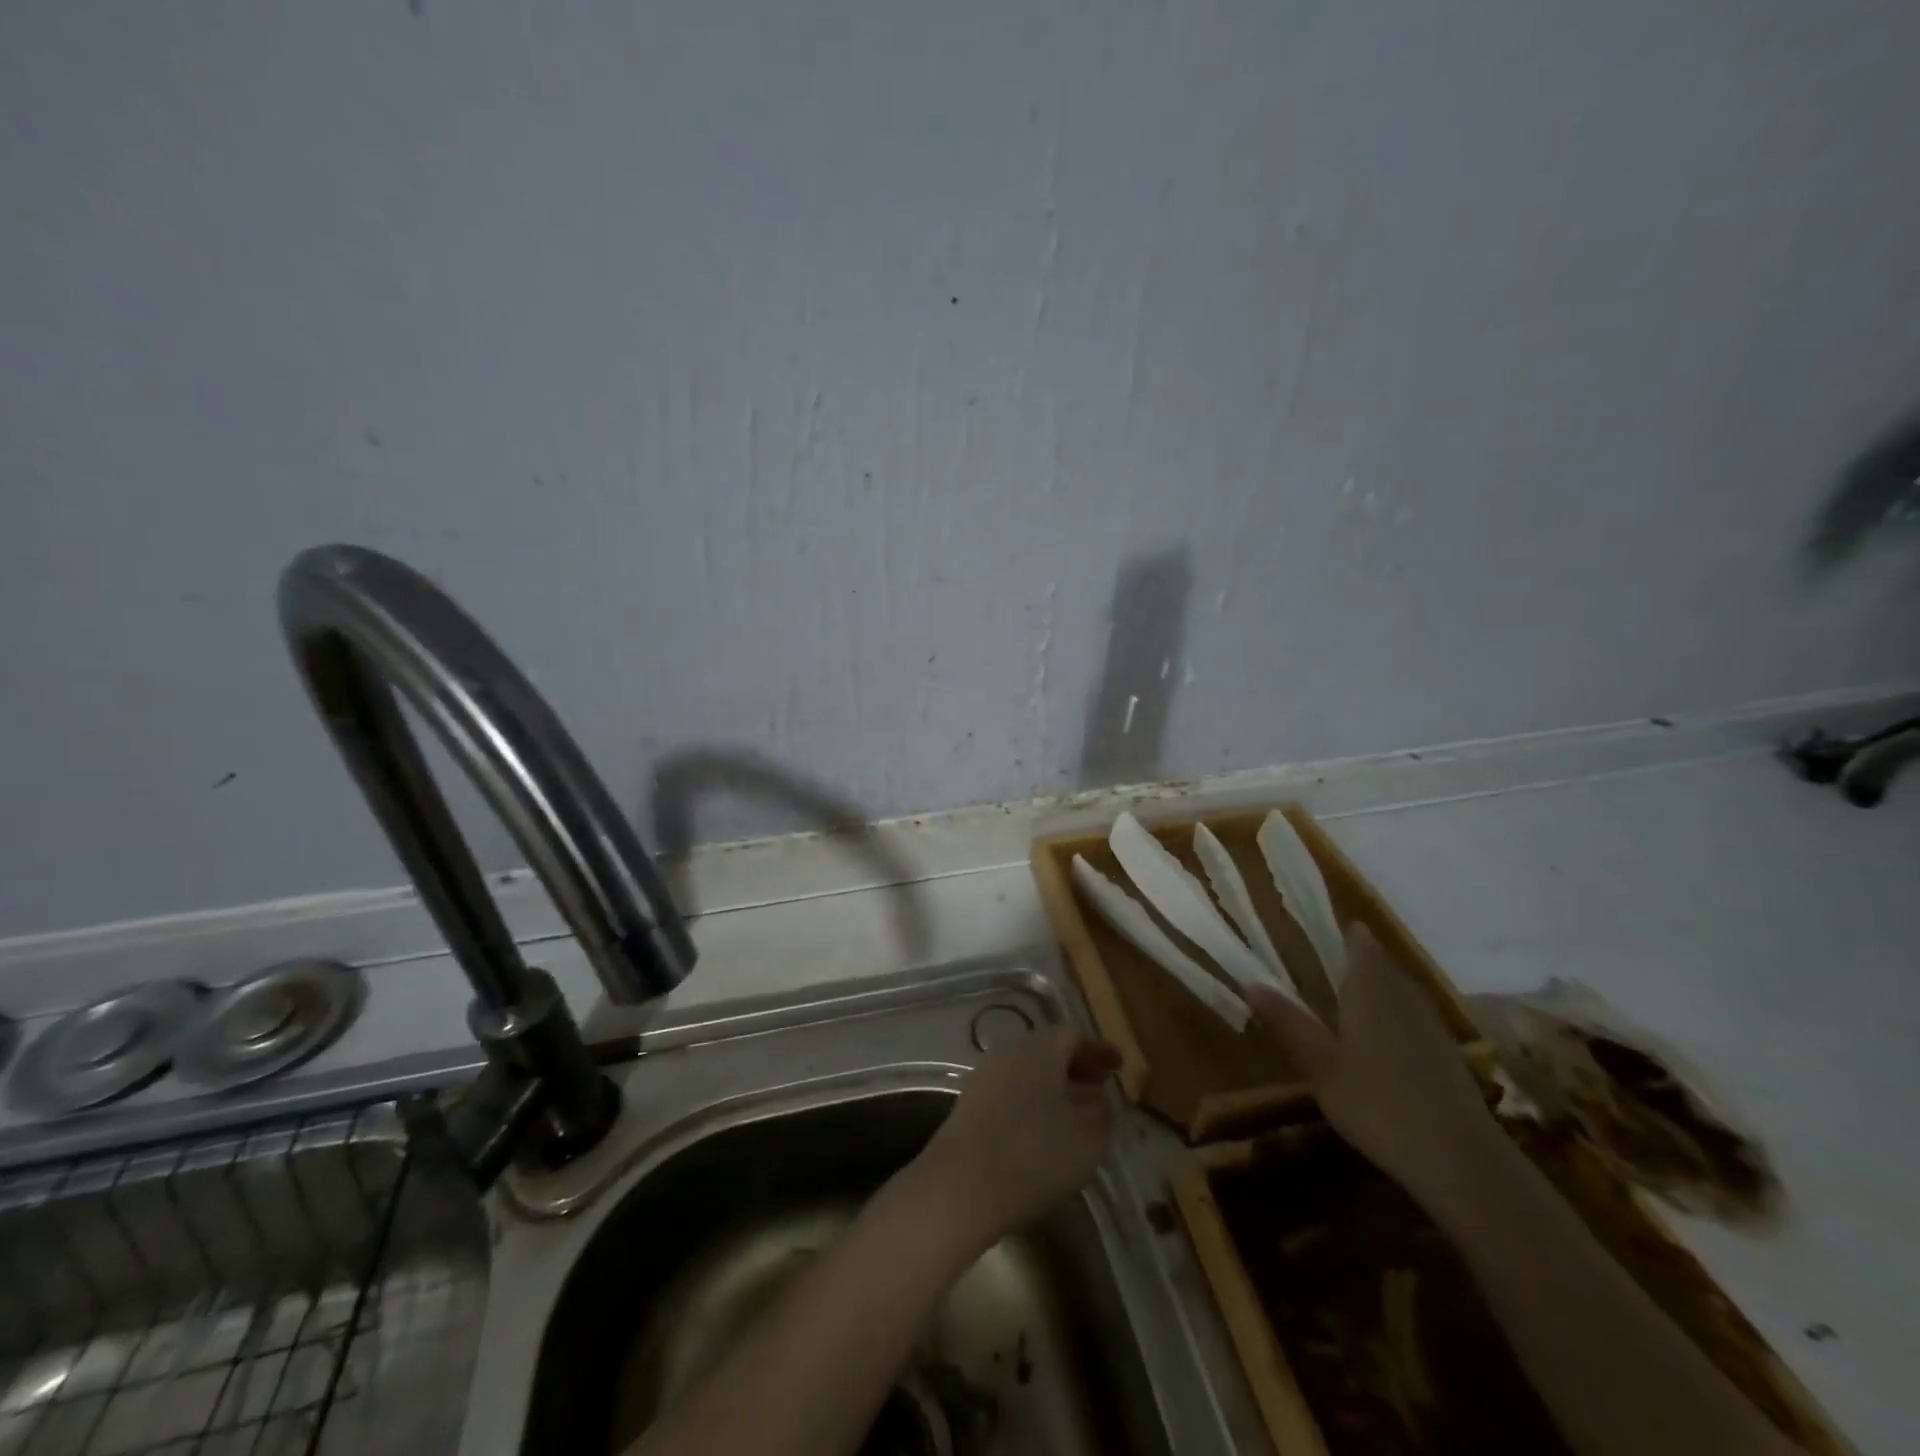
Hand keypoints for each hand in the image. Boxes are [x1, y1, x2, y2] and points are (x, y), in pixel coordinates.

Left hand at [911, 1028, 1121, 1251]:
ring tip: (1074, 1115)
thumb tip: (1098, 1100)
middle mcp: (1009, 1052)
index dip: (1098, 1051)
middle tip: (1099, 1089)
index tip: (1117, 1068)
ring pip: (1027, 1071)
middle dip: (1075, 1067)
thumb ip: (1101, 1115)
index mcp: (1039, 1049)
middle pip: (1047, 1050)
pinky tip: (1041, 1132)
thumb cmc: (1033, 1156)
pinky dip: (1031, 1101)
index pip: (1073, 1035)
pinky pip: (1009, 1090)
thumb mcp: (1087, 1140)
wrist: (960, 1186)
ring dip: (1052, 1086)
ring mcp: (984, 1076)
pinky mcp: (969, 1104)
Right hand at [1248, 925, 1499, 1222]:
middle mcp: (1403, 994)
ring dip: (1376, 987)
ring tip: (1347, 999)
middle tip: (1323, 965)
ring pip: (1400, 990)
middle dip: (1356, 960)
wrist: (1461, 1160)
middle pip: (1381, 963)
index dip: (1343, 932)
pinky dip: (1394, 1016)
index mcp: (1370, 986)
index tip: (1320, 930)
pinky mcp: (1448, 1053)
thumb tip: (1251, 983)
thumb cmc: (1377, 1103)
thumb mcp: (1320, 1065)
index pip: (1359, 942)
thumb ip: (1288, 1022)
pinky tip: (1380, 1042)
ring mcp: (1431, 1023)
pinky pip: (1414, 1016)